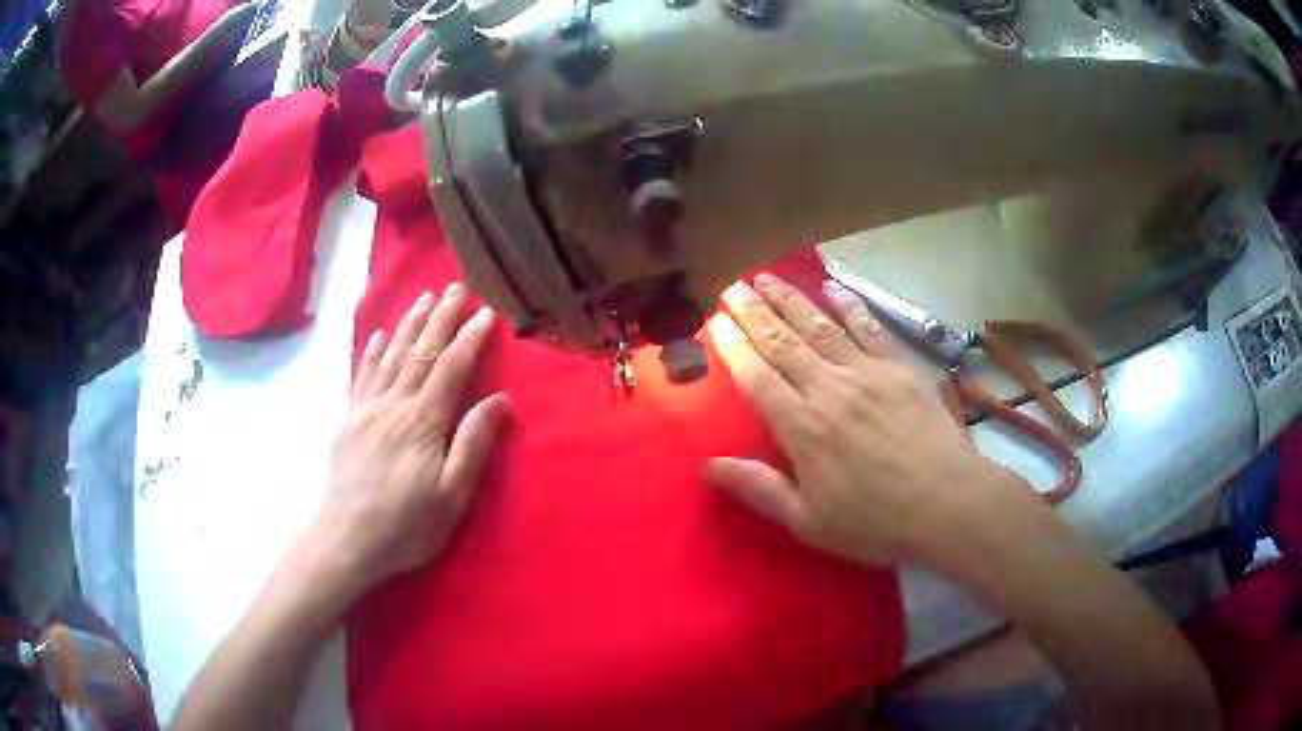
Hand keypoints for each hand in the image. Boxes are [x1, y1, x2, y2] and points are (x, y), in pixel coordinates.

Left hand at [308, 285, 508, 601]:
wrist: (347, 538)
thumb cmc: (406, 525)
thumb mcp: (451, 495)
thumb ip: (473, 444)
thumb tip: (498, 400)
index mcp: (423, 421)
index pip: (451, 367)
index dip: (469, 337)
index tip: (486, 312)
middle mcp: (394, 404)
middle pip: (421, 351)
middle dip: (440, 317)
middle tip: (455, 288)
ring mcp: (367, 408)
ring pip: (392, 355)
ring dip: (409, 323)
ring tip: (423, 297)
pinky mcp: (349, 419)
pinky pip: (363, 374)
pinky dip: (374, 350)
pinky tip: (381, 334)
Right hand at [704, 273, 1033, 568]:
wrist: (947, 504)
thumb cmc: (875, 523)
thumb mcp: (809, 522)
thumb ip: (759, 489)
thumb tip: (708, 466)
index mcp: (802, 428)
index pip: (757, 377)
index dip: (734, 346)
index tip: (715, 321)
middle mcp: (829, 389)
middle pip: (783, 342)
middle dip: (754, 312)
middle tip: (732, 287)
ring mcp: (866, 372)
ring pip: (819, 326)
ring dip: (790, 299)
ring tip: (766, 278)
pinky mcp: (898, 367)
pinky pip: (868, 327)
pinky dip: (848, 304)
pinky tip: (831, 287)